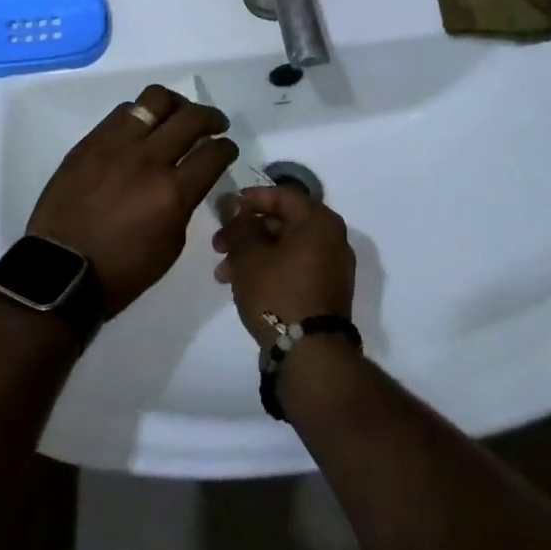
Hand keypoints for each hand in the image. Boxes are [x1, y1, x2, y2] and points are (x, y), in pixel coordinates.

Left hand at [27, 84, 236, 318]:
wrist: (59, 272)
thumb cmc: (121, 271)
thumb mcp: (170, 246)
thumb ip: (184, 204)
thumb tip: (189, 179)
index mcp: (172, 192)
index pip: (214, 153)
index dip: (227, 148)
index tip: (227, 149)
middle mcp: (148, 159)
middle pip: (191, 117)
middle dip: (211, 118)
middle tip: (214, 125)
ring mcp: (116, 145)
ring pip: (155, 99)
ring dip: (176, 105)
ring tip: (177, 116)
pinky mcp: (90, 142)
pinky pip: (123, 112)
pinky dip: (142, 114)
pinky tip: (143, 127)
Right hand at [211, 185, 356, 345]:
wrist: (311, 354)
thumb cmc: (278, 293)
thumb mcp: (249, 255)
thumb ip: (239, 225)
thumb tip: (233, 203)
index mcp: (318, 220)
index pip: (282, 194)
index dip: (250, 199)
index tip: (225, 210)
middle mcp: (332, 237)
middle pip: (283, 222)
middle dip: (247, 232)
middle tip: (218, 246)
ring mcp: (332, 266)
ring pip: (286, 247)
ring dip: (254, 254)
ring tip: (224, 275)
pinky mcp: (328, 291)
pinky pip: (296, 267)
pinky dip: (271, 269)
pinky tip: (244, 285)